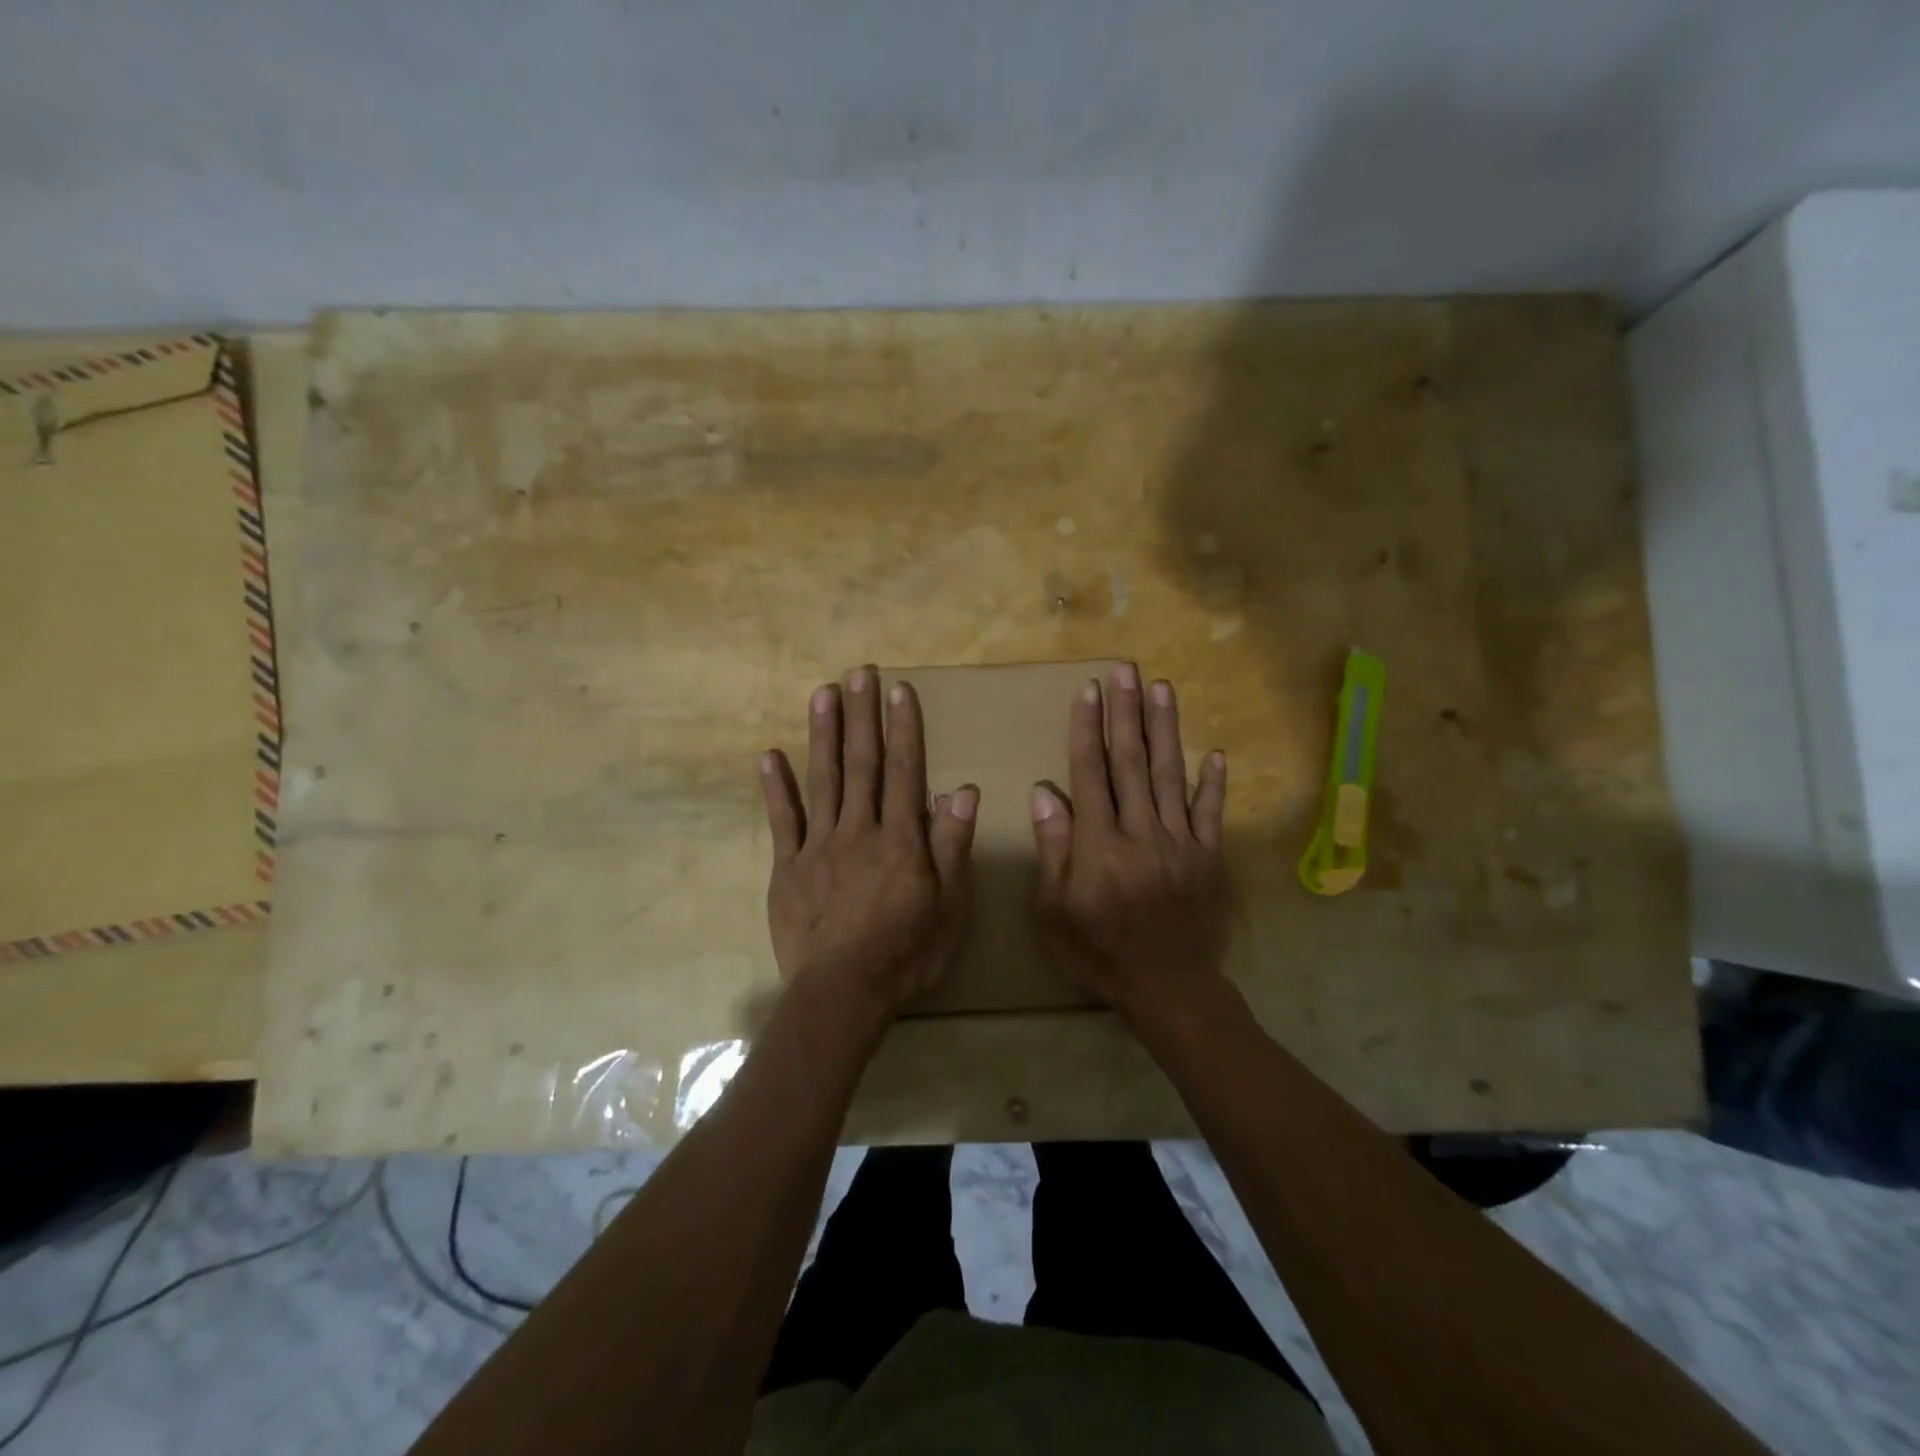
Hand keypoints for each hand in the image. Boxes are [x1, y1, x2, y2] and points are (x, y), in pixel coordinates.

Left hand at [760, 667, 978, 1012]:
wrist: (843, 992)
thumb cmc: (906, 952)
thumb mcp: (948, 906)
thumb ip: (952, 846)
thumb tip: (964, 790)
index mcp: (900, 839)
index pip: (904, 772)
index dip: (902, 729)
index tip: (898, 690)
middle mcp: (859, 830)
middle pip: (861, 764)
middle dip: (861, 716)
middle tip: (857, 672)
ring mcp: (818, 846)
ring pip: (822, 781)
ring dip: (822, 735)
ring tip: (822, 693)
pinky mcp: (788, 868)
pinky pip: (782, 822)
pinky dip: (775, 789)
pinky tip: (769, 756)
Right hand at [1029, 663, 1231, 1025]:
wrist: (1168, 989)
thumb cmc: (1099, 952)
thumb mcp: (1054, 911)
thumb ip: (1054, 849)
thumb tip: (1045, 792)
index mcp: (1099, 844)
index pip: (1091, 773)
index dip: (1088, 729)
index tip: (1089, 691)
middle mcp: (1141, 832)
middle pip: (1132, 762)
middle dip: (1127, 712)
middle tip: (1126, 670)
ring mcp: (1181, 842)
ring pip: (1171, 775)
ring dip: (1165, 730)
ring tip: (1162, 689)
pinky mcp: (1209, 858)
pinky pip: (1211, 814)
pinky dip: (1213, 783)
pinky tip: (1214, 754)